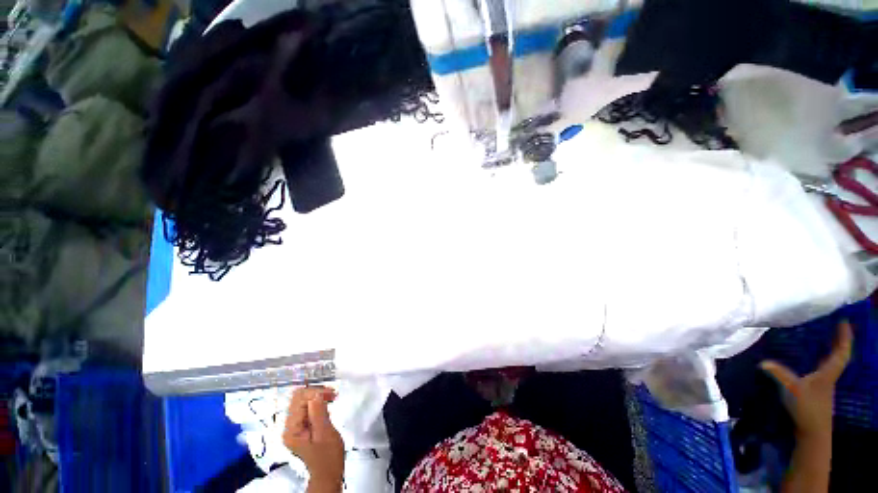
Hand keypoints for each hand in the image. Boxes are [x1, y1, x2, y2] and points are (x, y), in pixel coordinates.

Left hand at [282, 386, 344, 485]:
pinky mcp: (302, 426)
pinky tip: (327, 405)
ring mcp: (294, 426)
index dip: (315, 392)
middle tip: (332, 394)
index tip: (332, 393)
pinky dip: (318, 402)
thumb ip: (319, 413)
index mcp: (291, 430)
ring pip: (302, 400)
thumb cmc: (328, 455)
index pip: (298, 400)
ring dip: (318, 396)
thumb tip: (317, 393)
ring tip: (332, 398)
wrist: (328, 472)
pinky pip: (307, 407)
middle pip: (298, 398)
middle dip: (316, 392)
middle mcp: (289, 426)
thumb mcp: (325, 433)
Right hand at [761, 321, 852, 438]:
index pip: (841, 352)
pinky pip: (819, 369)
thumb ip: (778, 373)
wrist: (812, 432)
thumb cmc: (807, 408)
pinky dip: (818, 361)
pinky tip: (808, 360)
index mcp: (828, 372)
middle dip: (836, 341)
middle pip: (837, 355)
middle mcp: (828, 375)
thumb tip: (762, 361)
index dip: (844, 337)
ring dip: (827, 350)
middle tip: (831, 326)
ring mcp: (823, 384)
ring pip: (828, 363)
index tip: (843, 321)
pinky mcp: (815, 390)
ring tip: (820, 338)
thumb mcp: (792, 389)